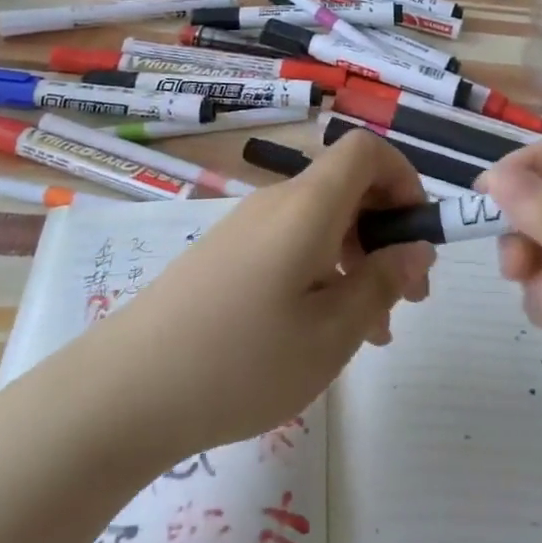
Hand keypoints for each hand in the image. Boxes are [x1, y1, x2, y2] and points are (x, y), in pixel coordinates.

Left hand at [97, 130, 434, 463]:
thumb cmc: (241, 361)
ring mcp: (246, 227)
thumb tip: (417, 247)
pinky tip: (321, 332)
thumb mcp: (331, 333)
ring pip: (322, 223)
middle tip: (408, 299)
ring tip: (372, 331)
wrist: (124, 392)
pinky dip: (322, 272)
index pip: (367, 150)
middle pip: (348, 188)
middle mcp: (277, 202)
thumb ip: (383, 282)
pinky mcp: (226, 255)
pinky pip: (291, 244)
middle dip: (387, 233)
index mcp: (308, 206)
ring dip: (358, 261)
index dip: (404, 178)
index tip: (417, 235)